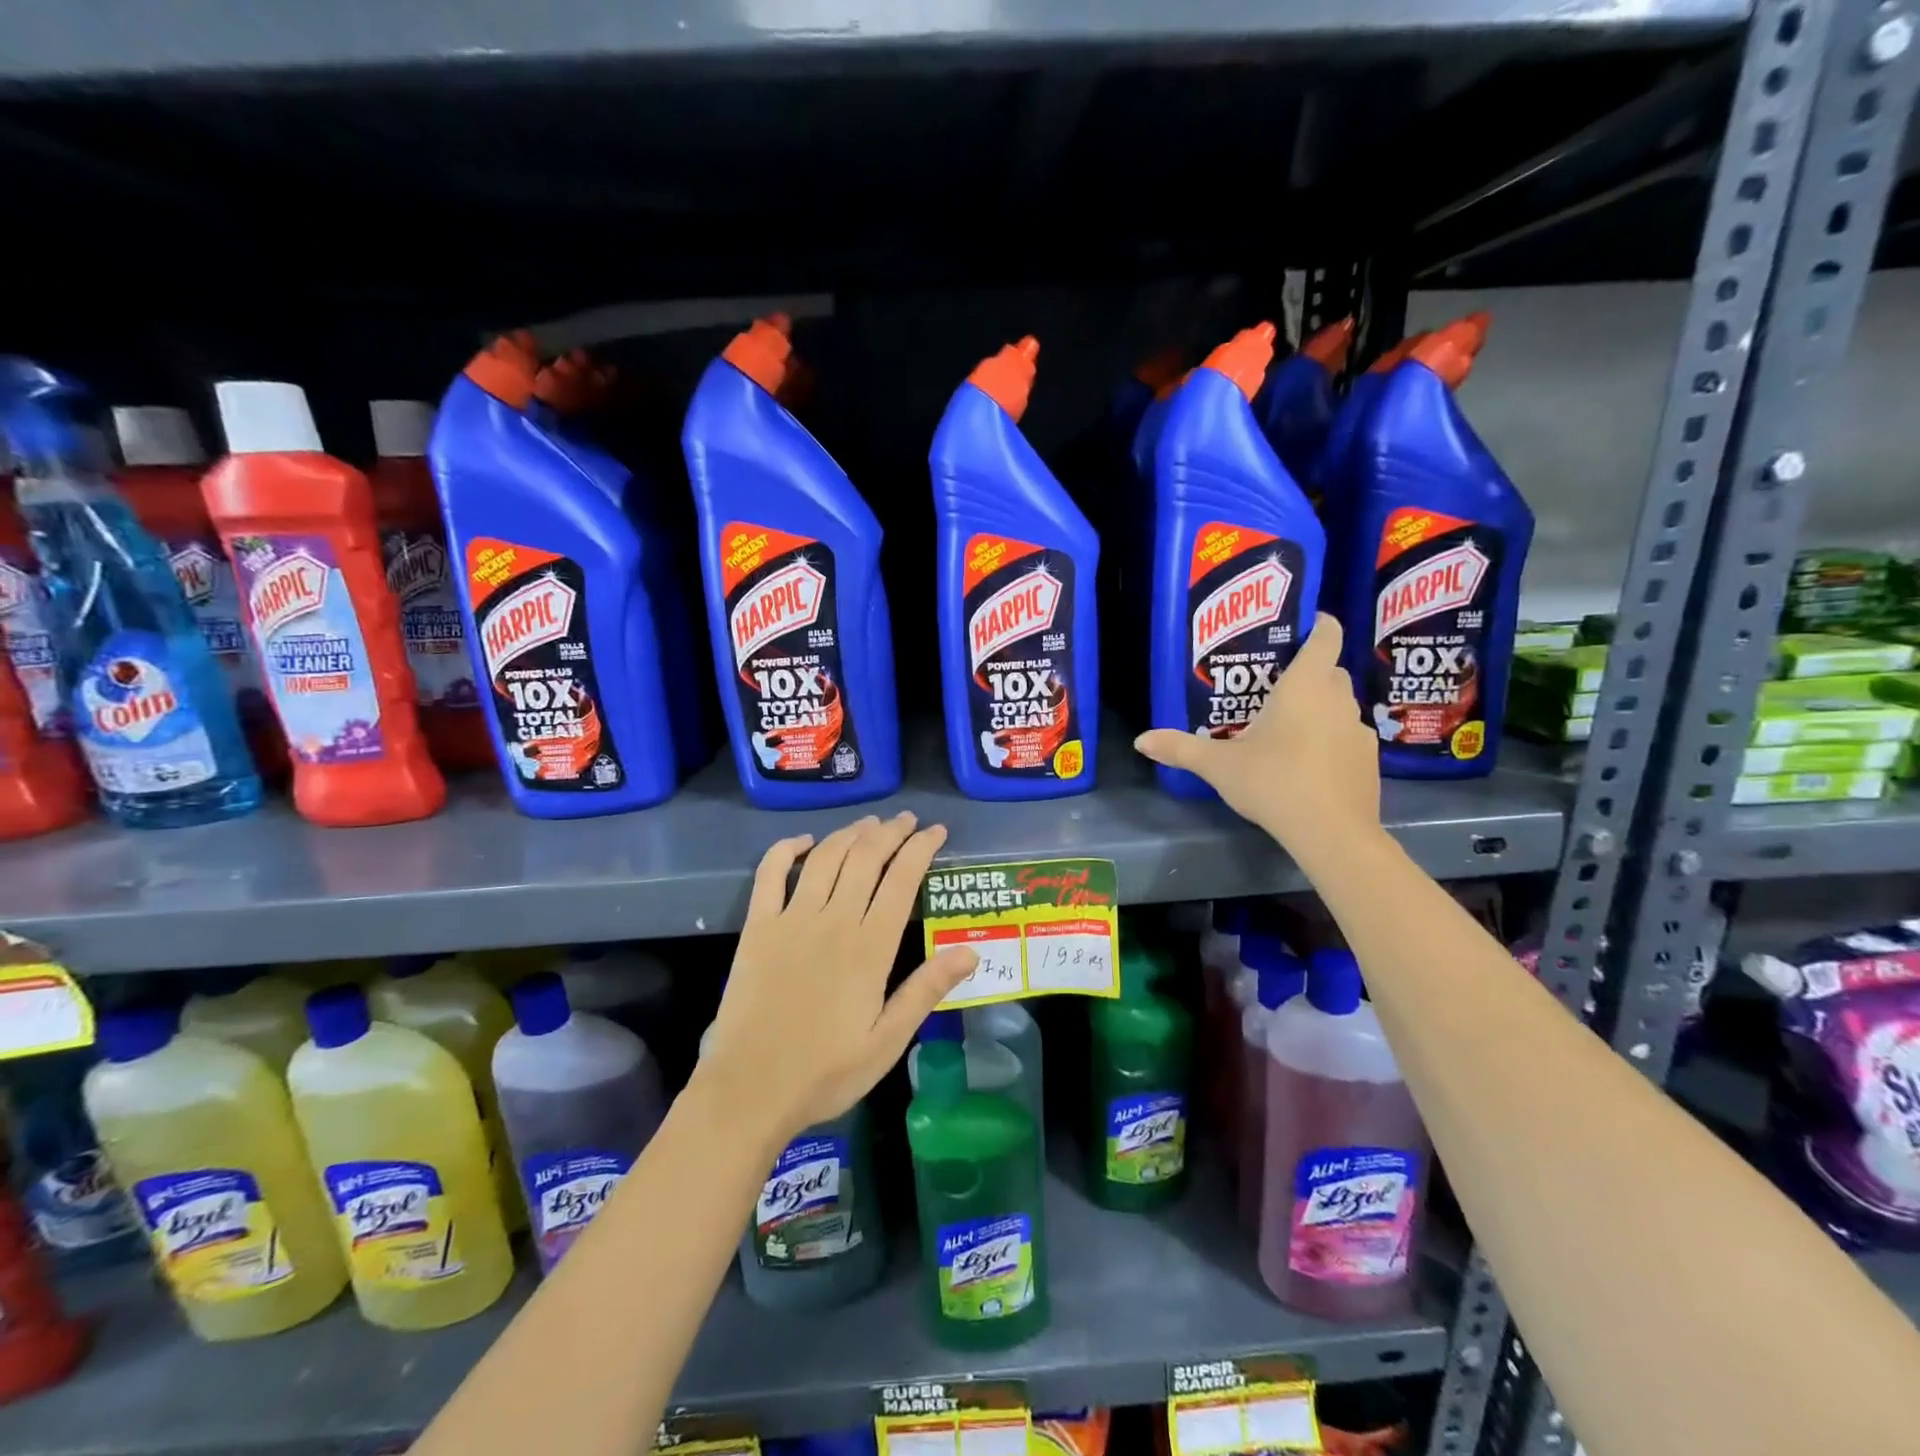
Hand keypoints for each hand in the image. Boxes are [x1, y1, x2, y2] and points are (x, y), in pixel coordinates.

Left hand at [697, 812, 979, 1145]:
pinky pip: (770, 874)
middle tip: (907, 820)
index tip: (936, 831)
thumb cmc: (825, 1072)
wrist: (749, 1090)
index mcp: (870, 948)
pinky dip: (785, 849)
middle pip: (866, 858)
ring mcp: (791, 920)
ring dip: (850, 833)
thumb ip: (926, 991)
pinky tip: (803, 841)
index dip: (921, 848)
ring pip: (826, 857)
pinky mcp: (758, 927)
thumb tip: (971, 951)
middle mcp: (833, 921)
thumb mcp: (888, 1041)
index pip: (902, 880)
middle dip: (891, 831)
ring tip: (870, 823)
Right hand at [1134, 613, 1379, 849]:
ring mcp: (1358, 730)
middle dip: (1309, 671)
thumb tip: (1141, 740)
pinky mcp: (1368, 759)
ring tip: (1288, 726)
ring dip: (1319, 707)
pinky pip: (1347, 735)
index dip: (1318, 624)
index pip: (1326, 637)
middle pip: (1330, 670)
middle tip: (1274, 685)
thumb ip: (1181, 749)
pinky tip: (1309, 762)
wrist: (1332, 833)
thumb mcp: (1219, 766)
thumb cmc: (1274, 782)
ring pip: (1339, 704)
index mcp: (1305, 686)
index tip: (1302, 625)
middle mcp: (1337, 699)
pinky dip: (1331, 739)